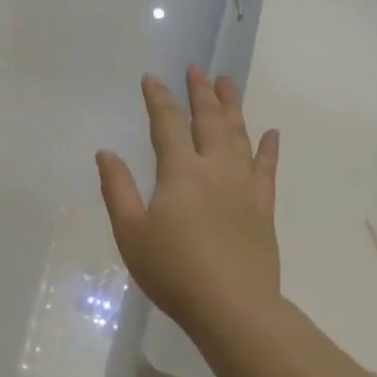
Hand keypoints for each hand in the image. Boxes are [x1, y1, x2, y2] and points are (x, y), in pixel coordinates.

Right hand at [98, 68, 280, 333]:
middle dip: (201, 92)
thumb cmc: (174, 272)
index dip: (158, 98)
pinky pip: (267, 168)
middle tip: (197, 69)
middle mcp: (215, 168)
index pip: (167, 124)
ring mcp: (244, 186)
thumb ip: (118, 189)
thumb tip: (106, 153)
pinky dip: (268, 148)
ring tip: (228, 82)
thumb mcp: (131, 233)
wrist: (233, 308)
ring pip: (239, 135)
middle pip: (209, 120)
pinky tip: (271, 132)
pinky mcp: (263, 206)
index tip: (152, 78)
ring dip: (233, 106)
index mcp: (180, 172)